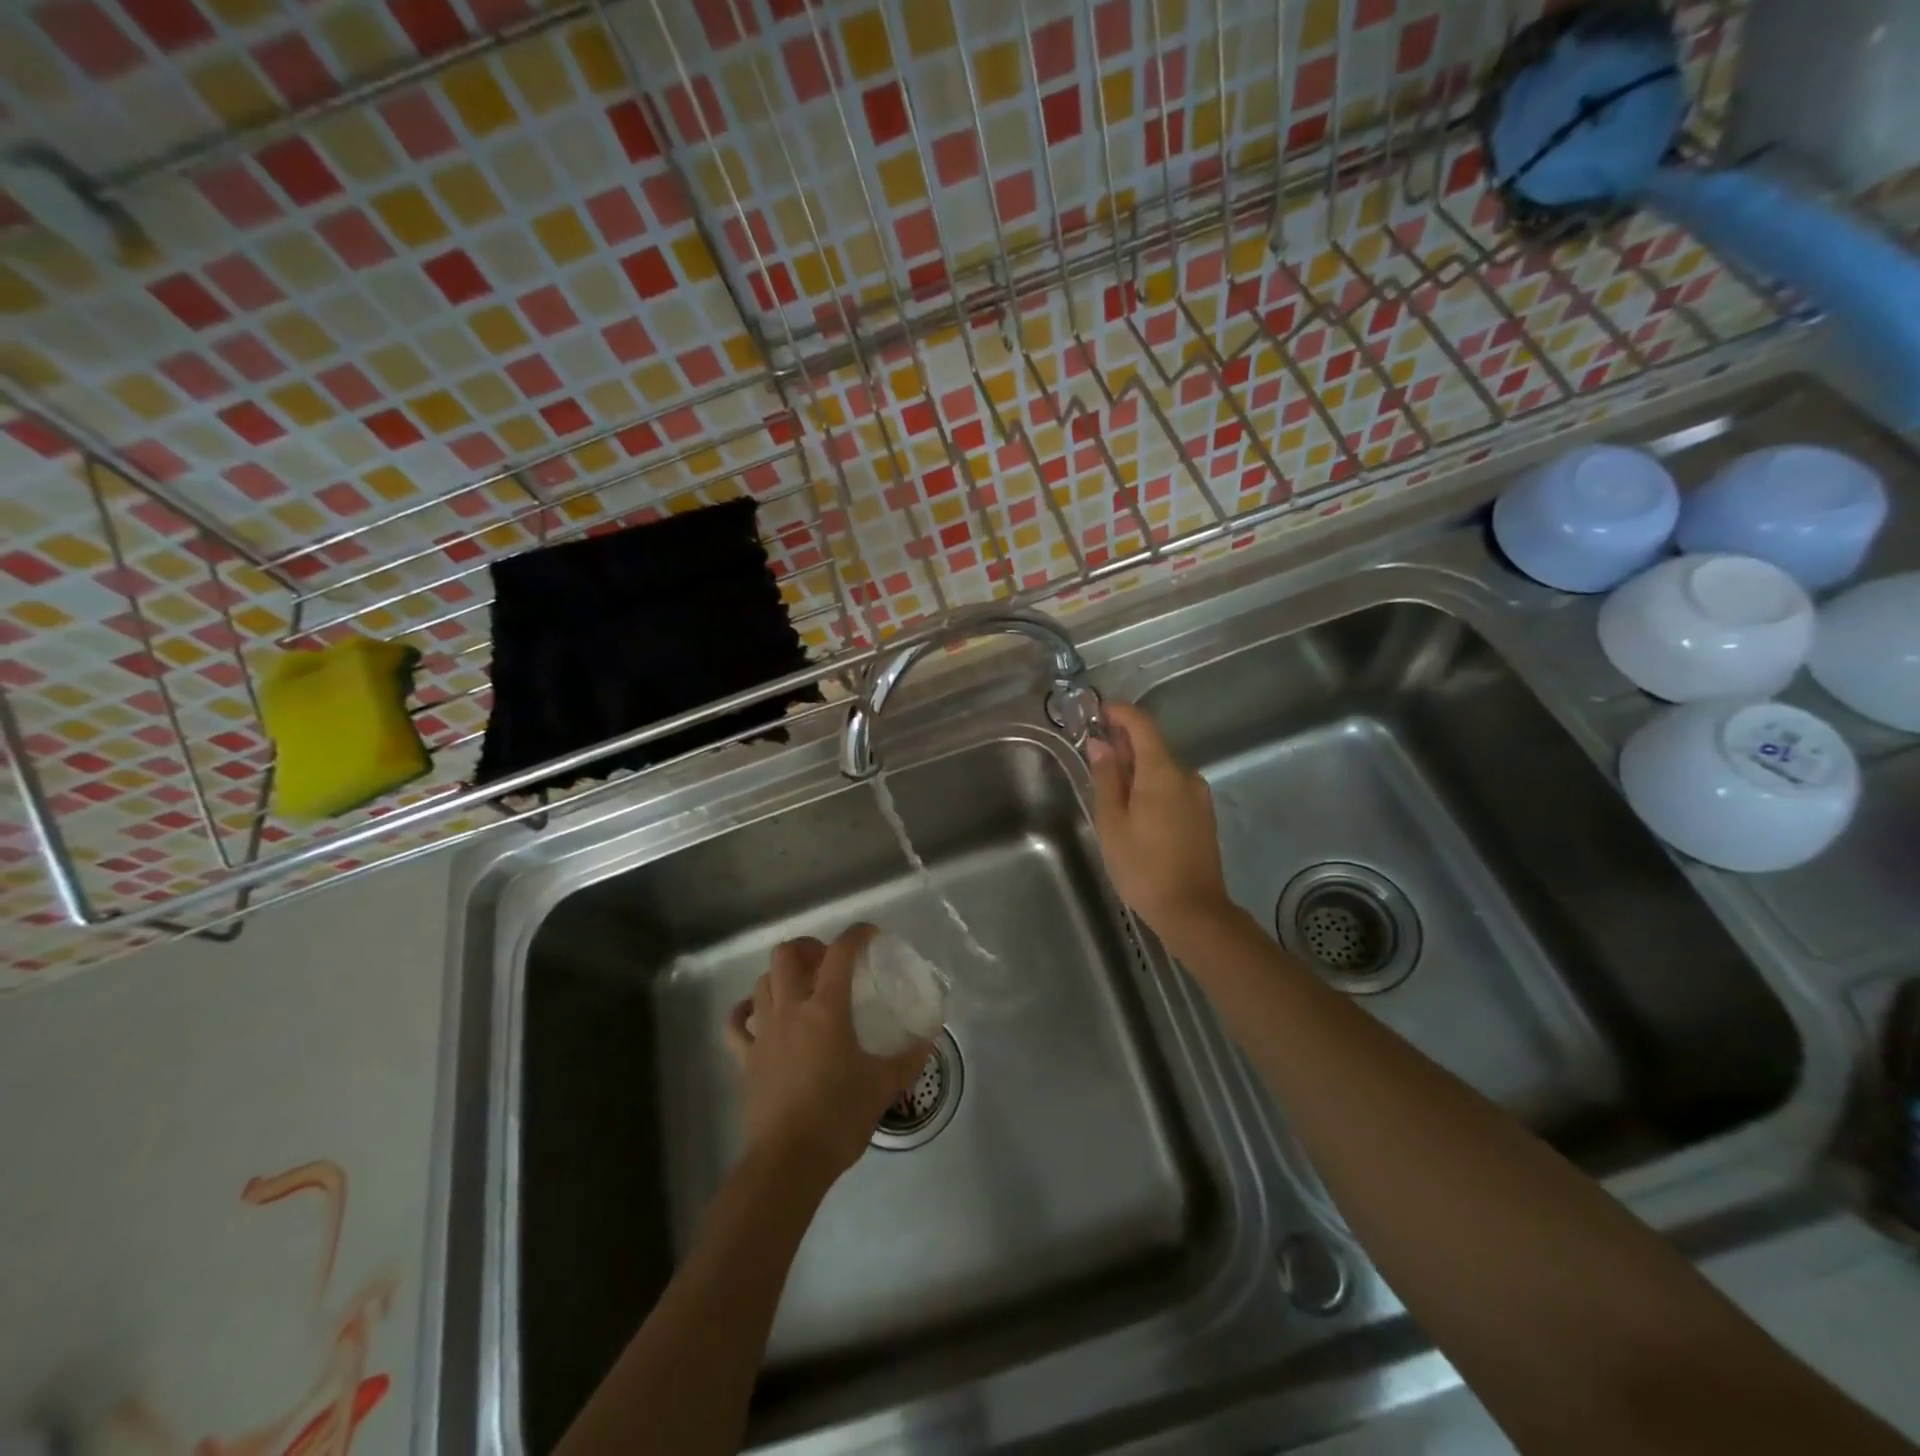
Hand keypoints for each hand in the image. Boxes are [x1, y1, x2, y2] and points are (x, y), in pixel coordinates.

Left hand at [725, 924, 931, 1182]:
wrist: (788, 1162)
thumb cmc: (839, 1117)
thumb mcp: (883, 1085)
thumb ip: (909, 1057)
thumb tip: (929, 1037)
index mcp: (826, 1009)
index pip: (840, 953)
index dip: (856, 935)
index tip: (871, 935)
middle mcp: (790, 1010)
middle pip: (787, 955)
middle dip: (807, 947)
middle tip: (828, 960)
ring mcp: (763, 1033)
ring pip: (762, 982)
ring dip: (781, 975)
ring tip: (801, 986)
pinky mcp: (745, 1058)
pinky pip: (736, 1024)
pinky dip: (745, 1011)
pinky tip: (757, 1014)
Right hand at [1086, 702, 1234, 938]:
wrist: (1193, 911)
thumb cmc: (1143, 867)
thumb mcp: (1112, 823)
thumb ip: (1106, 779)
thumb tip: (1100, 745)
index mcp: (1162, 772)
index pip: (1142, 724)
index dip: (1120, 713)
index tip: (1097, 712)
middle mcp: (1186, 775)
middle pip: (1153, 746)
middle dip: (1123, 744)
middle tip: (1094, 757)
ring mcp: (1199, 796)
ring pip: (1163, 768)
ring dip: (1137, 768)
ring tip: (1111, 790)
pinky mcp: (1203, 815)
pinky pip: (1173, 787)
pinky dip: (1152, 786)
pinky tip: (1135, 809)